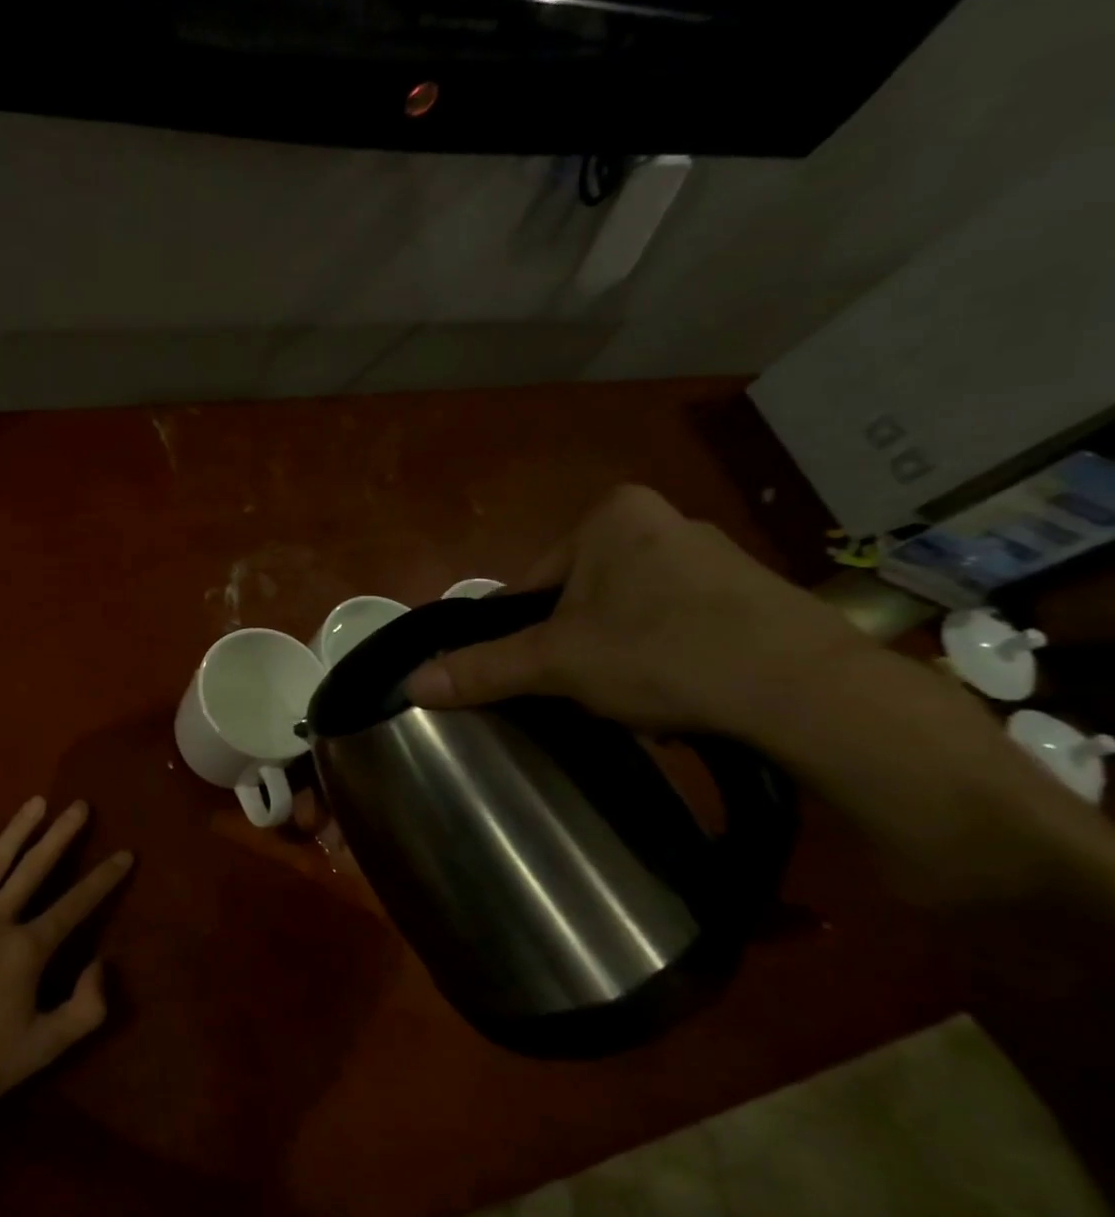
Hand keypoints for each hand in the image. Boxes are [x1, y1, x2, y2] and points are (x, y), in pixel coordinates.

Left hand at [0, 797, 132, 1116]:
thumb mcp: (44, 1048)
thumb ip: (85, 1008)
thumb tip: (102, 963)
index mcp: (27, 949)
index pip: (75, 905)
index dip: (103, 879)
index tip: (124, 853)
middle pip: (35, 868)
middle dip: (62, 835)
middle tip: (79, 805)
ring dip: (17, 830)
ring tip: (36, 801)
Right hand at [405, 485, 868, 738]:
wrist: (806, 692)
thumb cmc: (661, 653)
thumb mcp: (556, 663)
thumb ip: (482, 669)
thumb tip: (410, 686)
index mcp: (610, 517)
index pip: (530, 584)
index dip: (518, 635)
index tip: (530, 675)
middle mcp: (661, 521)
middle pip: (576, 599)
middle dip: (570, 647)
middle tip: (576, 692)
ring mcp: (712, 556)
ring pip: (623, 615)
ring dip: (612, 656)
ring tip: (626, 699)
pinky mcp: (749, 595)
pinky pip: (672, 625)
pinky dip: (659, 658)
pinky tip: (671, 693)